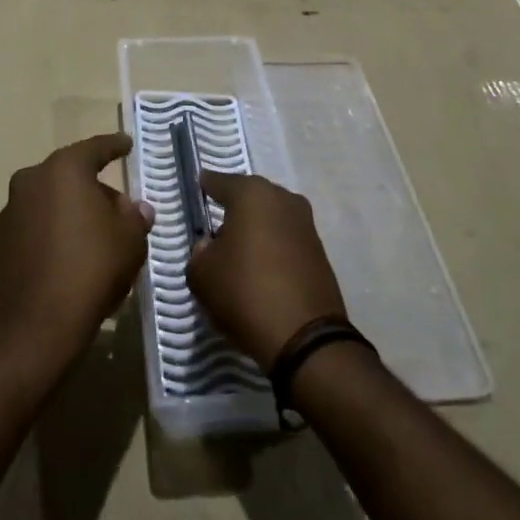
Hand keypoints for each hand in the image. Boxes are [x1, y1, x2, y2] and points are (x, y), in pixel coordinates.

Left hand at [0, 133, 153, 373]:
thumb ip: (135, 217)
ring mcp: (12, 211)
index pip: (95, 148)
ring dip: (75, 213)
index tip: (126, 144)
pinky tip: (75, 259)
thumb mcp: (130, 241)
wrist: (34, 326)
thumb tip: (136, 209)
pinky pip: (38, 225)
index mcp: (64, 169)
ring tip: (100, 241)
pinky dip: (57, 233)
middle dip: (97, 190)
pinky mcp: (2, 242)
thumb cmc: (90, 269)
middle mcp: (32, 180)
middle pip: (72, 176)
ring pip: (53, 201)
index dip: (115, 146)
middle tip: (121, 212)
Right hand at [187, 172, 347, 370]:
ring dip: (256, 228)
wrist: (305, 337)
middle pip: (251, 197)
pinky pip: (287, 240)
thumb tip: (209, 245)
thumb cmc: (245, 292)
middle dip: (235, 207)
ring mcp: (306, 225)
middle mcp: (282, 199)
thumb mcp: (202, 275)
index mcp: (252, 194)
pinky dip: (273, 247)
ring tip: (239, 250)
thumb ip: (199, 252)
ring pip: (272, 217)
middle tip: (217, 223)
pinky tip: (261, 267)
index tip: (199, 185)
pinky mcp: (319, 252)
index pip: (221, 182)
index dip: (207, 185)